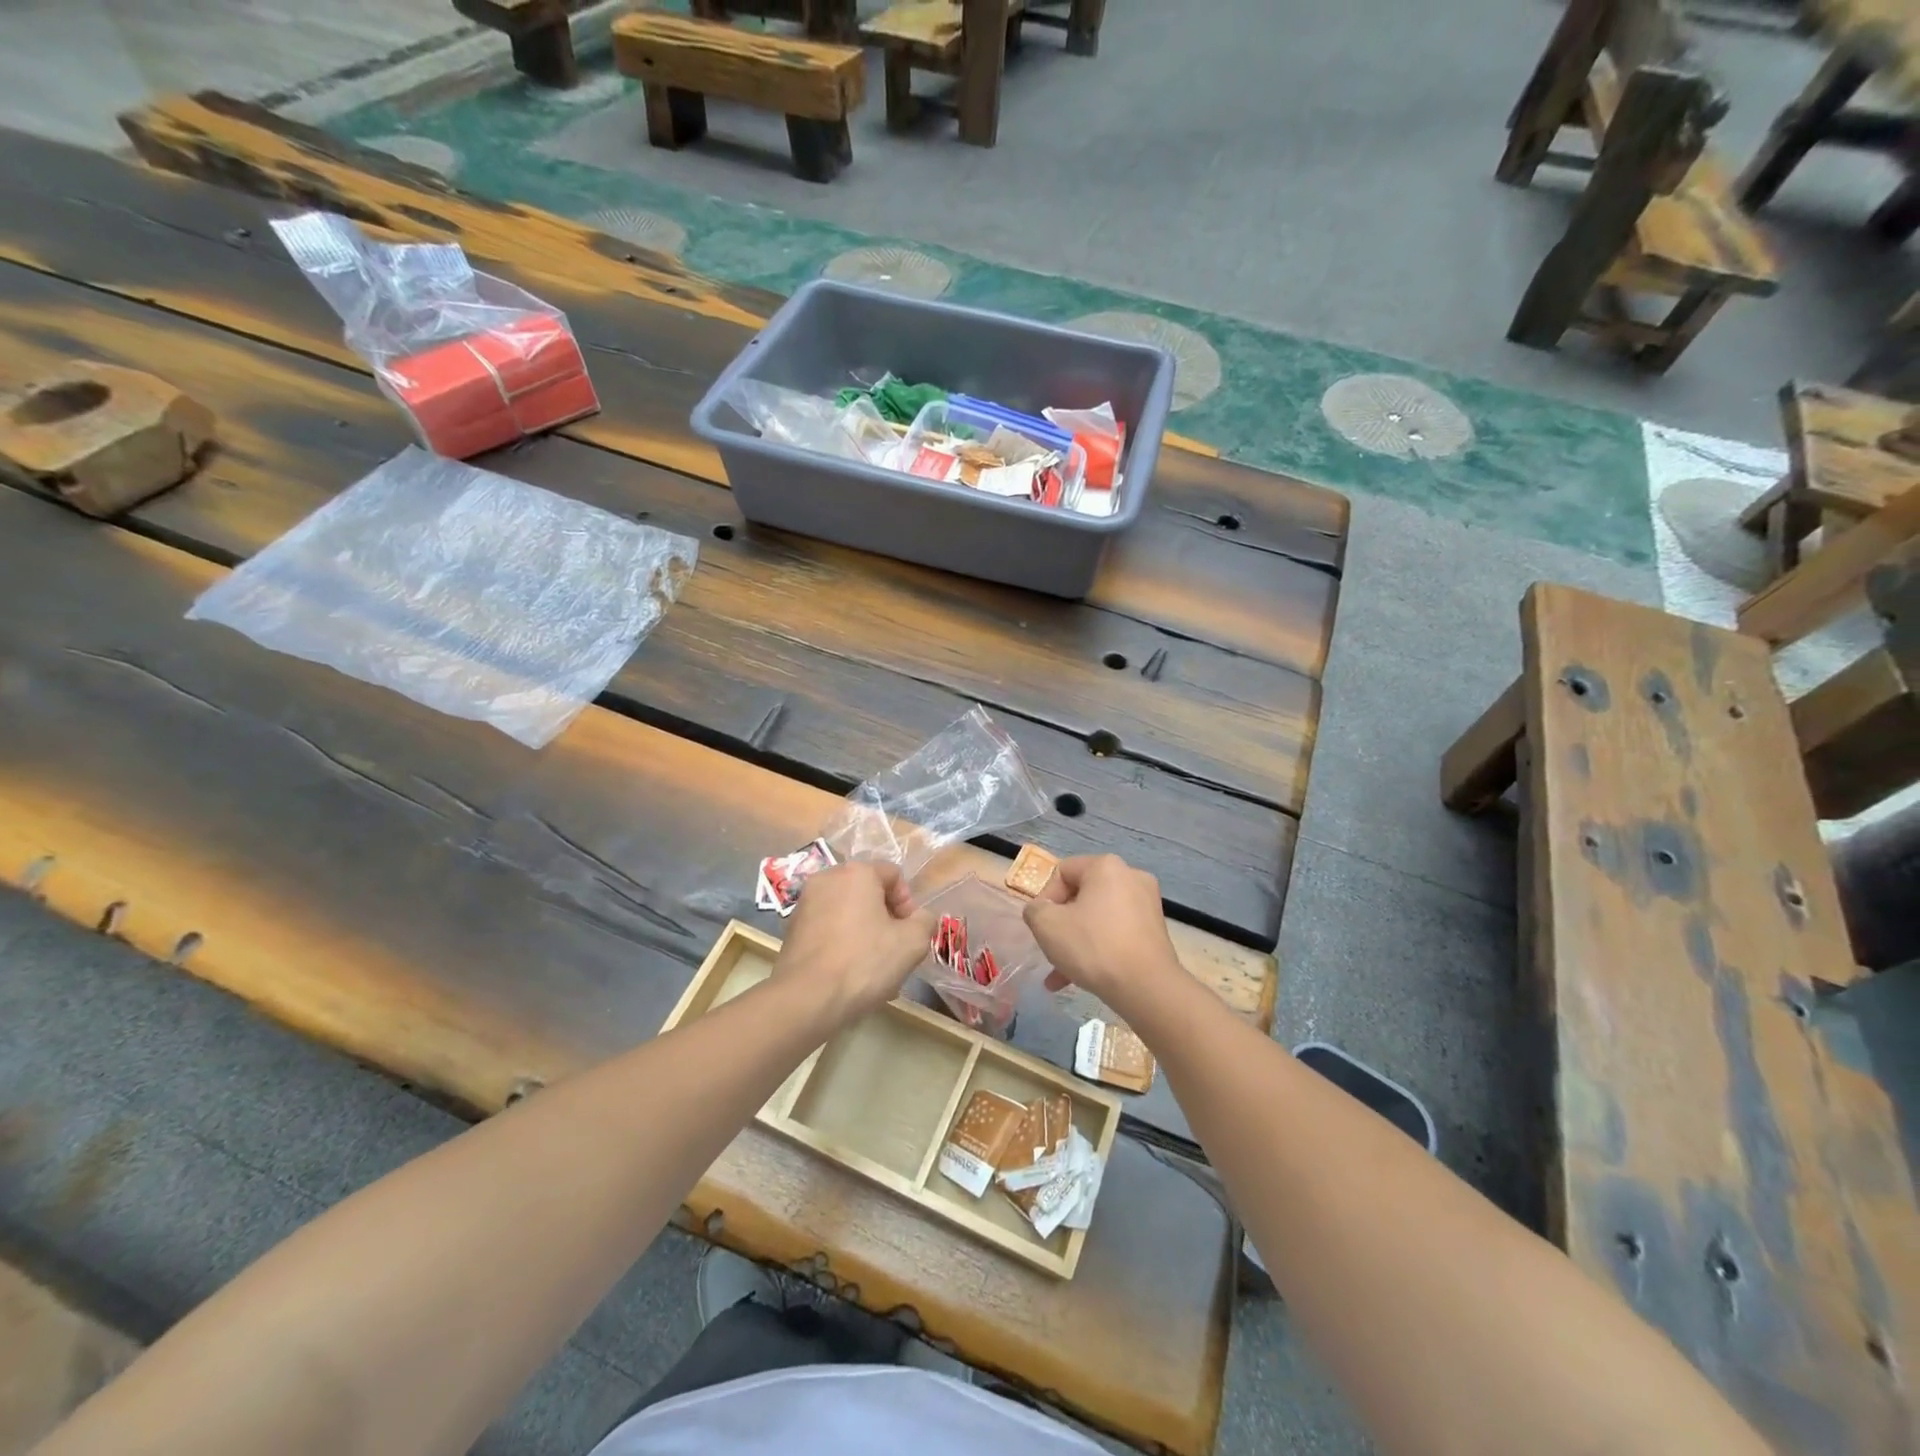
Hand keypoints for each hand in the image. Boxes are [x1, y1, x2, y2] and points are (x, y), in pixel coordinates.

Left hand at [773, 862, 935, 1027]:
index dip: (908, 904)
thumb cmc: (864, 962)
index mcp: (856, 872)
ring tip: (872, 969)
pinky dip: (841, 945)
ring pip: (847, 913)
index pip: (894, 875)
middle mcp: (827, 878)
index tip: (908, 933)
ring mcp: (804, 904)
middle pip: (868, 893)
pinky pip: (827, 930)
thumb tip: (919, 919)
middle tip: (893, 952)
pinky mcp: (791, 930)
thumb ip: (925, 922)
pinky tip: (848, 975)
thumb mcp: (913, 942)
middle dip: (885, 920)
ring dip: (864, 934)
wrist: (807, 999)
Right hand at [1022, 854, 1182, 1013]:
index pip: (1062, 872)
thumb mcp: (1046, 925)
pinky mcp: (1155, 931)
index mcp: (1106, 866)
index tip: (1042, 926)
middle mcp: (1130, 877)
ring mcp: (1147, 904)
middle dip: (1061, 925)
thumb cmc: (1093, 946)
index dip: (1045, 899)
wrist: (1146, 987)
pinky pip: (1116, 933)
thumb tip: (1041, 910)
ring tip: (1060, 975)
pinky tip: (1081, 980)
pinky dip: (1098, 949)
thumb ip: (1034, 910)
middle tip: (1050, 949)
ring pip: (1098, 919)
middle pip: (1081, 896)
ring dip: (1076, 942)